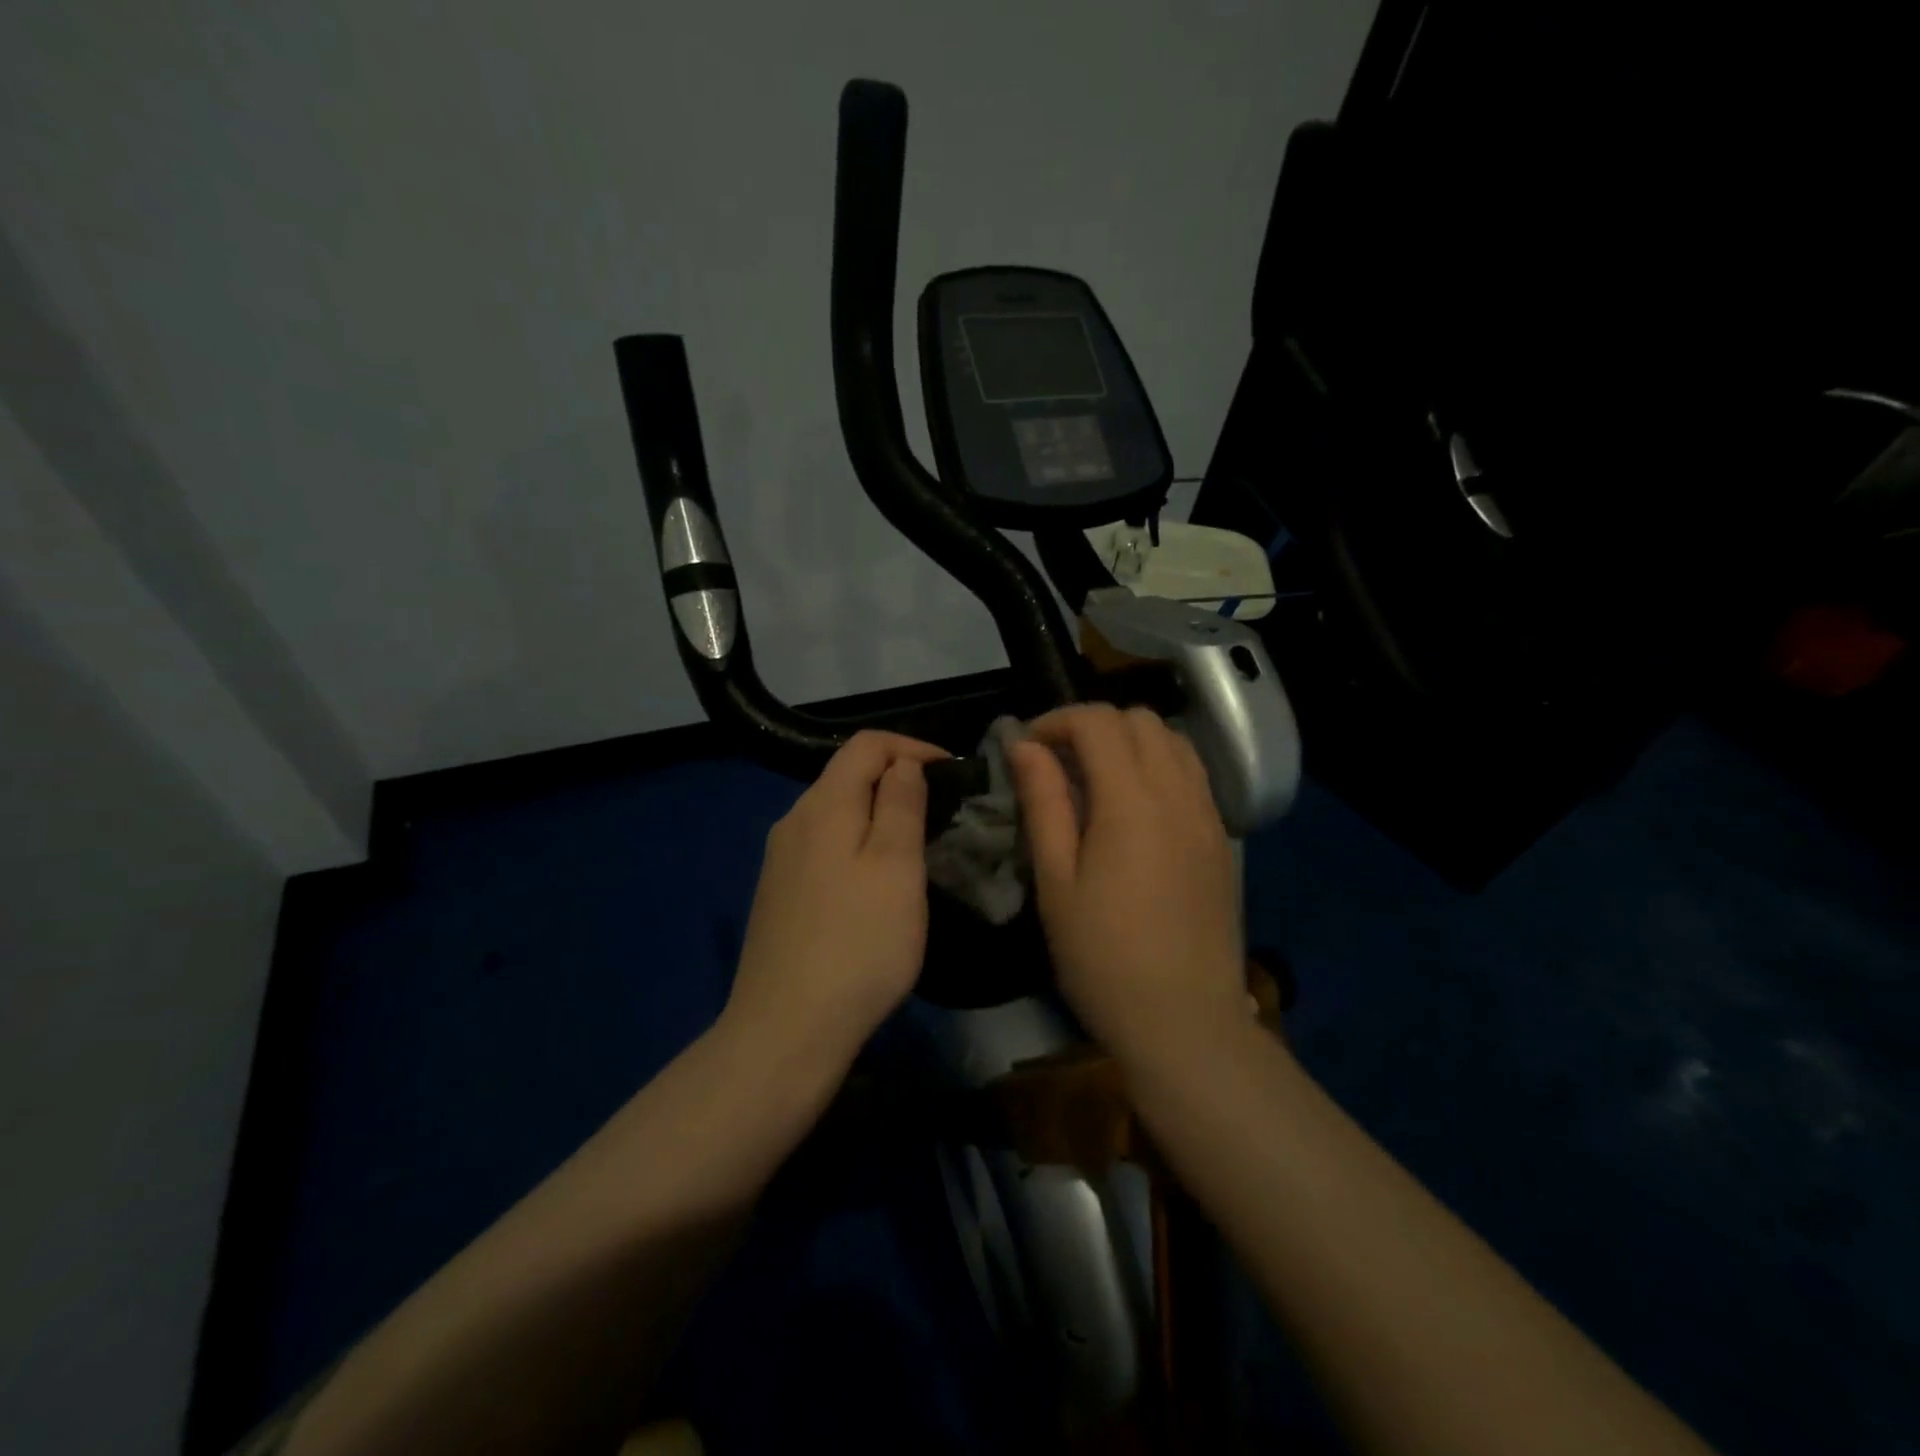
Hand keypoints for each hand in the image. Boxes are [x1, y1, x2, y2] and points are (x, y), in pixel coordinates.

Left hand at [723, 731, 947, 1068]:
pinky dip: (857, 844)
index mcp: (823, 805)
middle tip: (941, 810)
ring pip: (836, 813)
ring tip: (916, 844)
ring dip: (878, 814)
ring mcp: (780, 860)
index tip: (951, 771)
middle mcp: (793, 821)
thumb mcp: (896, 867)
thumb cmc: (858, 944)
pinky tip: (875, 883)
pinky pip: (824, 846)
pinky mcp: (779, 895)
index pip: (866, 744)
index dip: (911, 746)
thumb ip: (901, 804)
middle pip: (846, 775)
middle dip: (896, 780)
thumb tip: (902, 763)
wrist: (786, 1029)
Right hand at [1009, 705, 1246, 1062]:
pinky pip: (1193, 774)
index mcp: (1132, 801)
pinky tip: (1136, 807)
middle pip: (1140, 719)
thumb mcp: (1056, 881)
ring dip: (1130, 741)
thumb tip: (1024, 746)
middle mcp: (1178, 793)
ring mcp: (1208, 814)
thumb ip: (1043, 803)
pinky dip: (1159, 765)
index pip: (1098, 722)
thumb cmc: (1103, 957)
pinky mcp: (1221, 839)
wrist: (1185, 1022)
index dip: (1056, 721)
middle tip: (1059, 763)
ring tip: (1096, 780)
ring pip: (1173, 740)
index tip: (1028, 749)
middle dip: (1093, 725)